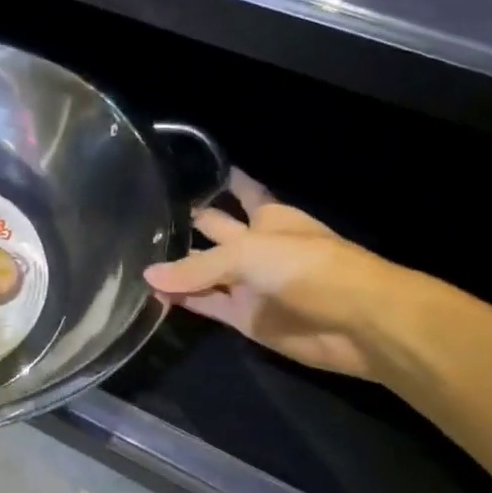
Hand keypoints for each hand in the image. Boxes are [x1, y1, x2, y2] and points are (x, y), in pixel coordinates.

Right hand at [143, 171, 416, 381]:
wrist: (356, 322)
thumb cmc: (309, 267)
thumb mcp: (248, 254)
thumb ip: (197, 268)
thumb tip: (148, 274)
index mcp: (268, 217)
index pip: (239, 190)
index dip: (218, 180)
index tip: (185, 169)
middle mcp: (256, 246)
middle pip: (215, 231)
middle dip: (186, 224)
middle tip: (141, 217)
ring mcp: (250, 283)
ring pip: (205, 271)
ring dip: (177, 268)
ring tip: (134, 256)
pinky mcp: (246, 317)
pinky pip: (207, 305)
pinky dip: (183, 301)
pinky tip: (153, 293)